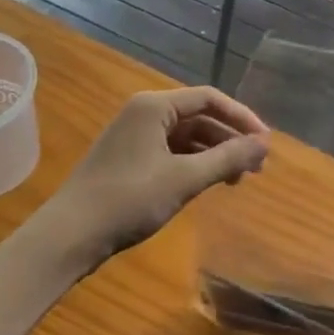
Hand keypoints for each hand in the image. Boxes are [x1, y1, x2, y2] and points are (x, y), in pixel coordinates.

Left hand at [44, 87, 270, 262]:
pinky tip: (208, 184)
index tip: (265, 142)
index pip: (209, 98)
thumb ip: (227, 158)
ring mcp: (134, 135)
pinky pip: (171, 151)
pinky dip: (194, 164)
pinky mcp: (129, 158)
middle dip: (229, 139)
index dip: (241, 117)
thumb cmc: (128, 200)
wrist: (69, 236)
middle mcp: (144, 112)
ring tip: (237, 180)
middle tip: (256, 166)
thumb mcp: (184, 179)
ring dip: (214, 154)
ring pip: (186, 136)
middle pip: (199, 116)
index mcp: (154, 106)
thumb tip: (265, 144)